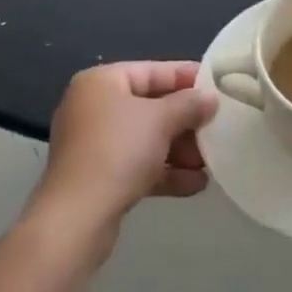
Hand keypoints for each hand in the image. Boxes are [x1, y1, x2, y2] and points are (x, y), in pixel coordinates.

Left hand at [34, 61, 217, 232]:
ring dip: (178, 150)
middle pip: (149, 106)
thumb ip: (189, 105)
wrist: (76, 220)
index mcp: (101, 82)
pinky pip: (136, 165)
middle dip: (184, 122)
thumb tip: (210, 98)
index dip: (185, 77)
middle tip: (215, 129)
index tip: (215, 86)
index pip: (151, 71)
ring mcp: (92, 144)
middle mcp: (93, 107)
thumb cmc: (118, 151)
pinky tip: (194, 184)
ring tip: (209, 162)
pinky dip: (163, 171)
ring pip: (145, 139)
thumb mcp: (161, 121)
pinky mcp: (96, 177)